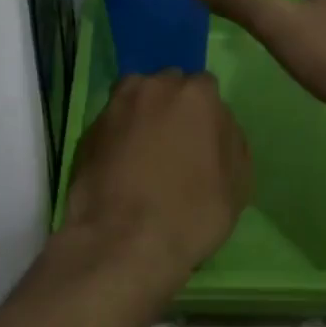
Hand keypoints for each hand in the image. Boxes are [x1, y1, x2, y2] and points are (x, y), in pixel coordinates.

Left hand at [51, 72, 251, 298]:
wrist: (122, 240)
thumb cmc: (190, 213)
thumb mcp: (237, 185)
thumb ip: (231, 143)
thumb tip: (219, 127)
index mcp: (194, 95)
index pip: (205, 87)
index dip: (205, 114)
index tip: (204, 140)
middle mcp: (151, 87)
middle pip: (167, 86)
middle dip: (172, 107)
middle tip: (175, 145)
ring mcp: (115, 105)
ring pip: (135, 98)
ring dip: (142, 115)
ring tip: (145, 153)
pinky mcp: (88, 129)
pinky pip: (112, 123)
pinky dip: (118, 136)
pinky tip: (121, 167)